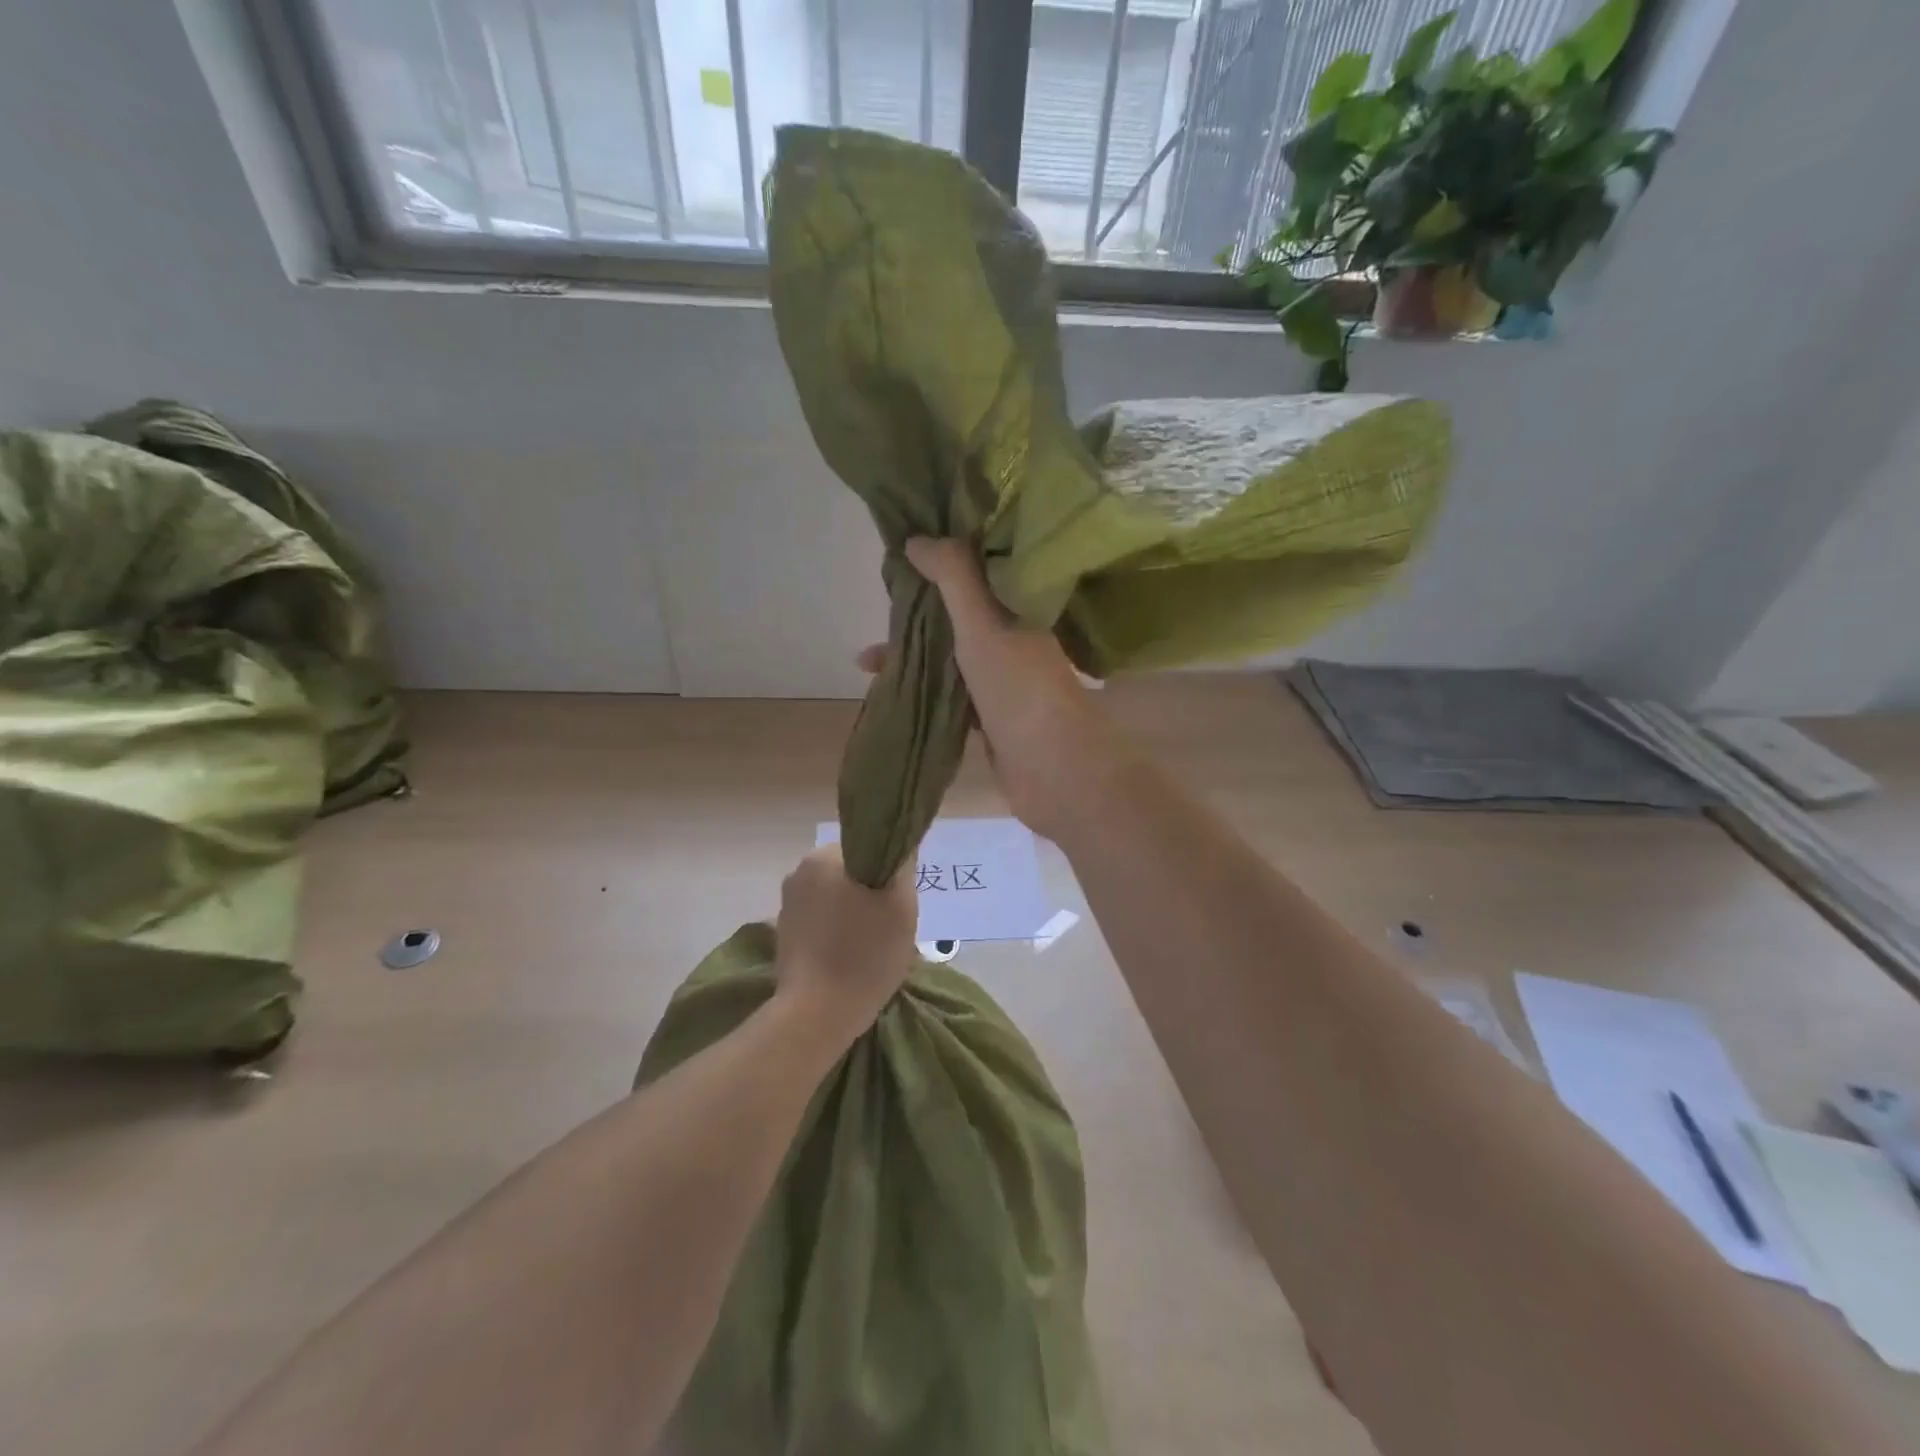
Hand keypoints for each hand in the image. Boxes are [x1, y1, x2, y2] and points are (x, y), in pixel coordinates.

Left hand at [772, 845, 917, 1044]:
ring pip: (834, 896)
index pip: (867, 847)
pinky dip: (836, 931)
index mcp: (824, 858)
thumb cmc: (865, 955)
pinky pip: (820, 919)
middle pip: (849, 872)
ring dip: (853, 913)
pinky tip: (848, 957)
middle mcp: (799, 872)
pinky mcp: (783, 933)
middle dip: (869, 893)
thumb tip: (900, 847)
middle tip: (889, 926)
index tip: (898, 900)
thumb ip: (902, 867)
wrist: (816, 1015)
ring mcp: (787, 904)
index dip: (887, 871)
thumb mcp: (902, 907)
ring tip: (870, 946)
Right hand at [857, 538, 1127, 842]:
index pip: (979, 569)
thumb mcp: (983, 622)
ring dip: (914, 653)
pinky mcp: (990, 716)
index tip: (906, 551)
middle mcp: (1013, 637)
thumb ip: (954, 576)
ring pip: (951, 654)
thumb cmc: (1019, 686)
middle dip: (919, 609)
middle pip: (959, 612)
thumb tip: (917, 539)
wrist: (1053, 769)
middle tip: (881, 606)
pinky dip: (923, 688)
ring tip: (868, 659)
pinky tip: (890, 691)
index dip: (944, 557)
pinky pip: (950, 692)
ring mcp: (1002, 678)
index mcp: (1020, 606)